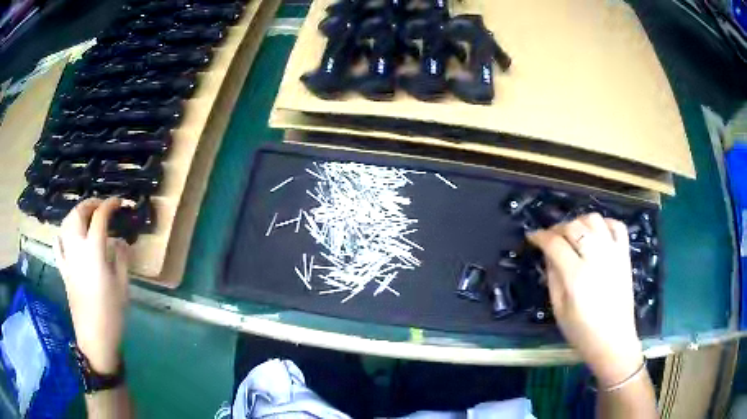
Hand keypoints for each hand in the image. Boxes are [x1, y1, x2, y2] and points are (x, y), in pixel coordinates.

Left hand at [54, 197, 129, 373]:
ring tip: (85, 216)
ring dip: (75, 214)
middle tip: (101, 205)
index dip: (110, 205)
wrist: (95, 338)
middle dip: (89, 204)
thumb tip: (120, 241)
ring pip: (65, 225)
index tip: (119, 203)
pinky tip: (67, 235)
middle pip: (78, 215)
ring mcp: (67, 259)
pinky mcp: (63, 270)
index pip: (100, 218)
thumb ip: (121, 259)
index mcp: (94, 252)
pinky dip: (62, 234)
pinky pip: (58, 245)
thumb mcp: (122, 286)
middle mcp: (77, 249)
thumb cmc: (112, 313)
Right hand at [528, 213, 642, 386]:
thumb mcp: (559, 310)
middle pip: (574, 227)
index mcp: (576, 277)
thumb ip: (553, 278)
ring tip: (574, 234)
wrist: (614, 341)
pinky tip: (597, 233)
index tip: (532, 236)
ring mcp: (614, 254)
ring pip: (595, 219)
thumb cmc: (582, 332)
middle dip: (558, 228)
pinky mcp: (625, 255)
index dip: (540, 237)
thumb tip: (548, 255)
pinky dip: (605, 223)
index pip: (555, 244)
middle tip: (551, 238)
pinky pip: (617, 226)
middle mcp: (596, 259)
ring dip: (580, 222)